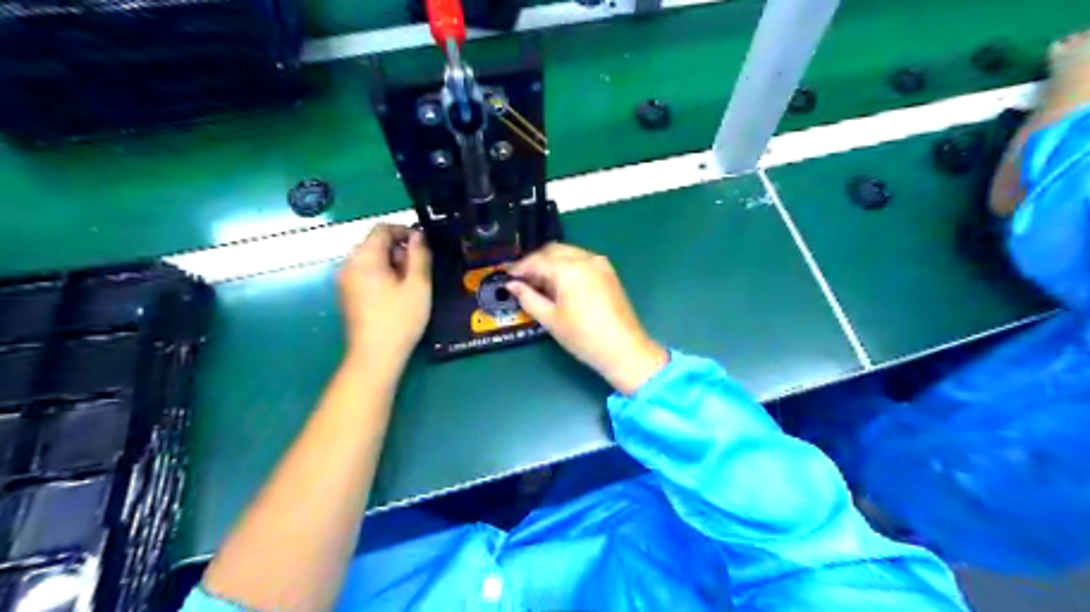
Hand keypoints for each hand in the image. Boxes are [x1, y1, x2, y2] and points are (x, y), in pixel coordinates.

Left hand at [339, 224, 431, 375]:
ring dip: (393, 263)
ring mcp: (345, 281)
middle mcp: (349, 265)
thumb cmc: (399, 319)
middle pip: (375, 243)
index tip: (424, 245)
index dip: (405, 231)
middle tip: (420, 268)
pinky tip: (397, 293)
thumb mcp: (417, 285)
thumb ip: (419, 256)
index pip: (382, 229)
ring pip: (371, 259)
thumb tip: (418, 235)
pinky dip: (383, 274)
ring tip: (412, 282)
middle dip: (399, 249)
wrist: (375, 356)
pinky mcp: (348, 295)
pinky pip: (366, 273)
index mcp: (364, 259)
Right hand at [506, 244, 668, 395]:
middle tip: (522, 279)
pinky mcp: (608, 272)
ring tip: (539, 283)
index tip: (507, 276)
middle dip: (535, 262)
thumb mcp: (550, 319)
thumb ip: (528, 298)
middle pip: (553, 250)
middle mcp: (585, 259)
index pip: (537, 260)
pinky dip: (567, 265)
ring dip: (551, 262)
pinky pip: (582, 260)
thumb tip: (511, 285)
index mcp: (568, 268)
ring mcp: (600, 264)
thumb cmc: (583, 336)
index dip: (520, 268)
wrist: (623, 349)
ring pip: (568, 253)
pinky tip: (560, 283)